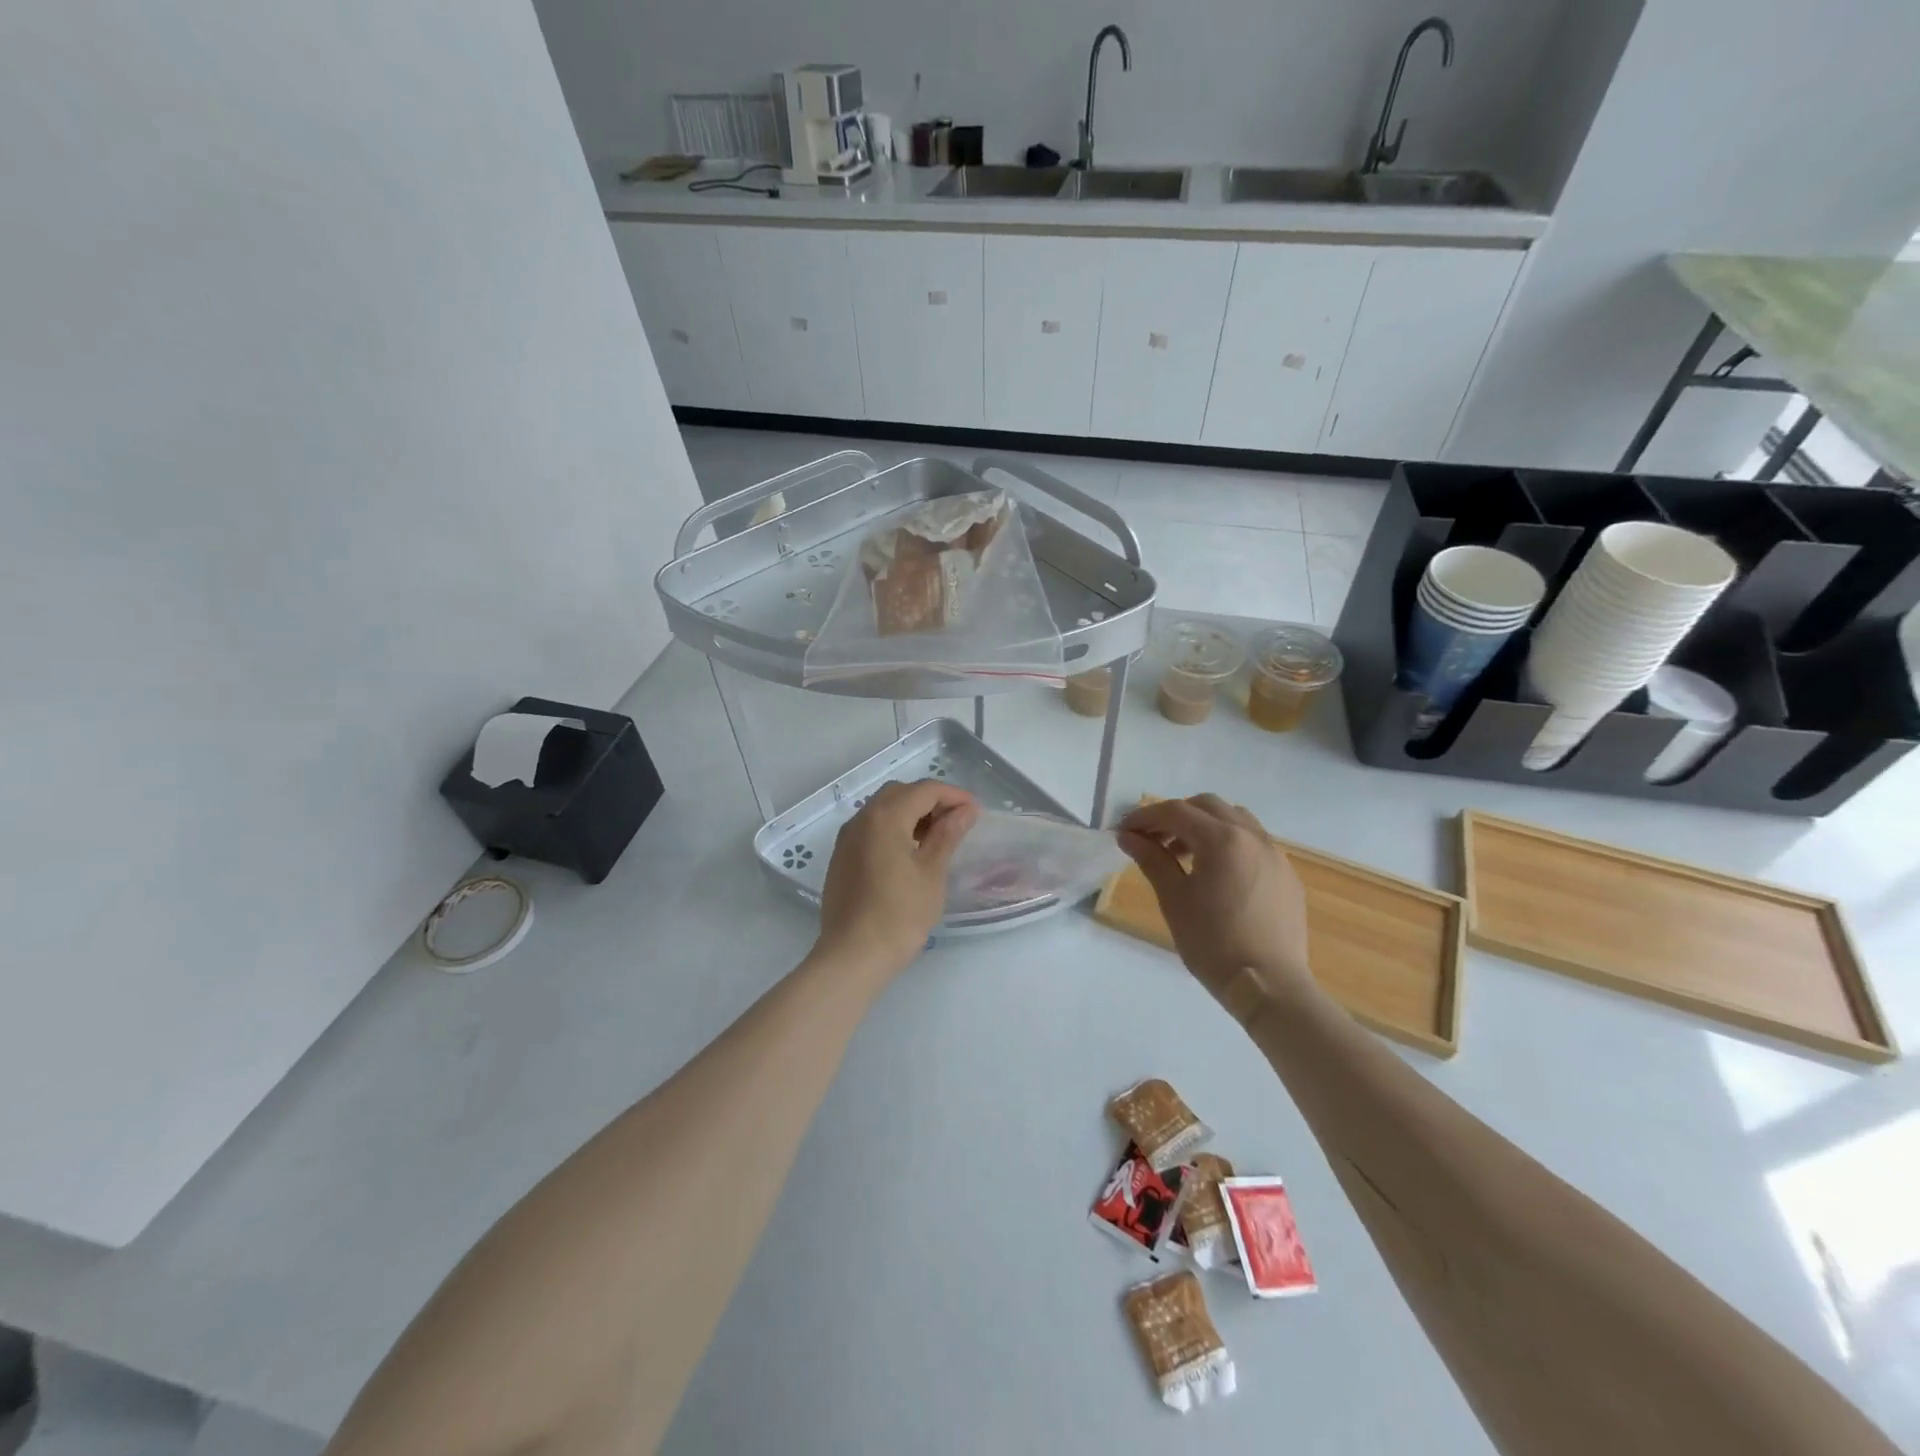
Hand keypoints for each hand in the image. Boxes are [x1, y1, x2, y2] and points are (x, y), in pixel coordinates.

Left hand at [815, 779, 978, 980]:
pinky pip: (871, 828)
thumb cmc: (900, 913)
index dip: (953, 796)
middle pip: (901, 793)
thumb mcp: (932, 872)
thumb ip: (948, 834)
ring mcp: (847, 838)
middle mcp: (862, 818)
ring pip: (883, 809)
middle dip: (931, 800)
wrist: (853, 955)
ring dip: (911, 814)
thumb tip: (965, 810)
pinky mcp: (841, 857)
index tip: (975, 812)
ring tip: (936, 839)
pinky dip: (893, 829)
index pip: (925, 790)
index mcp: (885, 816)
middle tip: (957, 822)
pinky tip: (909, 853)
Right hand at [1117, 795, 1311, 1011]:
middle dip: (1176, 815)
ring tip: (1184, 855)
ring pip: (1235, 819)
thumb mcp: (1174, 900)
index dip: (1145, 817)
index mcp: (1222, 839)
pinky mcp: (1287, 875)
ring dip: (1205, 826)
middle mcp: (1252, 836)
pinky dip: (1229, 844)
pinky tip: (1217, 875)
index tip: (1124, 831)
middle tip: (1152, 840)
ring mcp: (1275, 854)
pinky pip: (1254, 843)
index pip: (1176, 812)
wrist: (1270, 986)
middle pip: (1207, 806)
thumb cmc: (1213, 943)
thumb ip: (1152, 860)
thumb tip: (1129, 837)